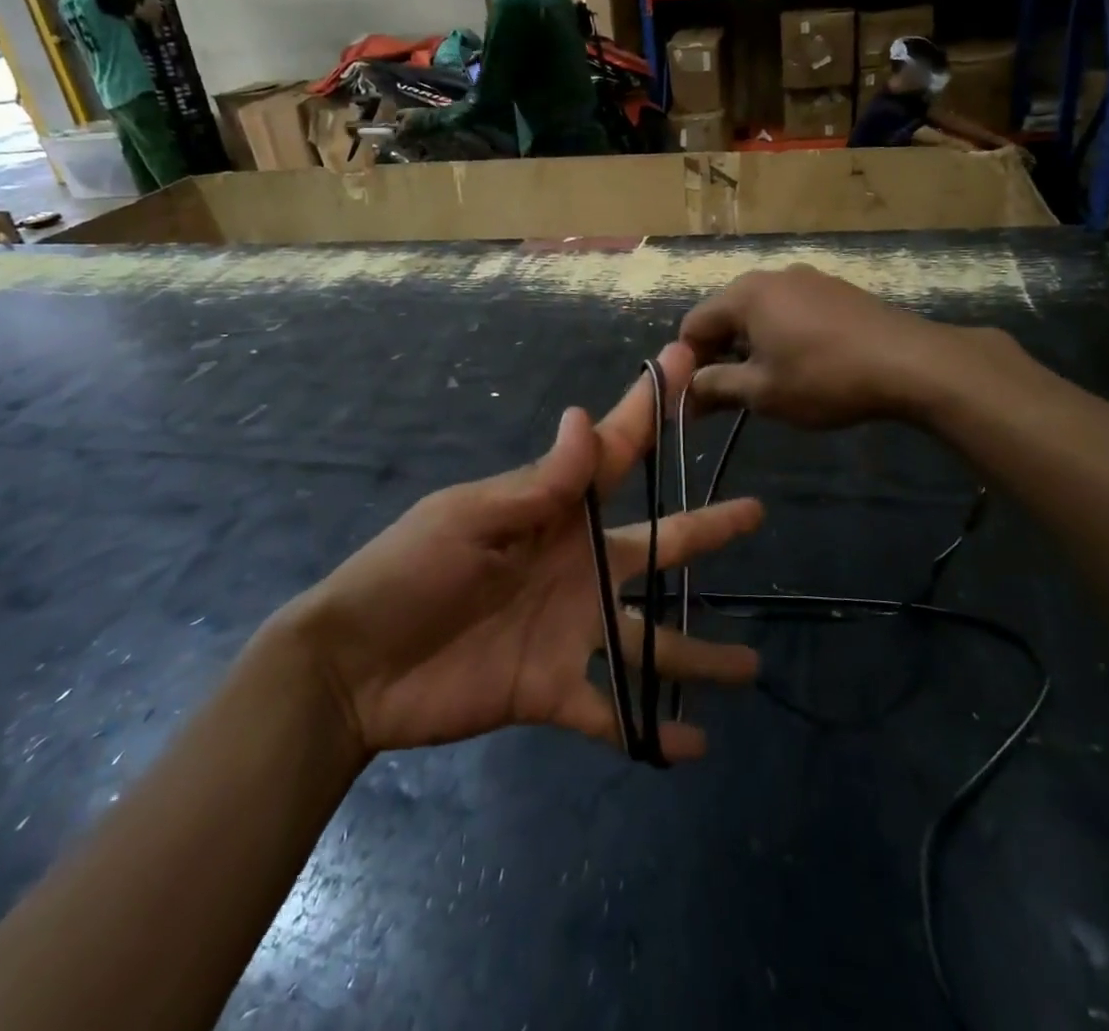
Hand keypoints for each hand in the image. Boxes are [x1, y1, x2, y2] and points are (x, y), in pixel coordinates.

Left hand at [288, 342, 761, 761]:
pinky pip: (611, 712)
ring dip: (697, 656)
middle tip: (755, 512)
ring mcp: (569, 631)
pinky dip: (651, 732)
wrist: (353, 666)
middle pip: (655, 546)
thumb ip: (538, 483)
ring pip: (649, 642)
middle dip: (705, 529)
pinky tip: (695, 746)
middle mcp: (576, 568)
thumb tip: (586, 416)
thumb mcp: (469, 517)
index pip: (614, 455)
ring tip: (750, 670)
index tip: (682, 362)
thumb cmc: (408, 573)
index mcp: (554, 516)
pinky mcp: (552, 690)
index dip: (648, 410)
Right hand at [679, 264, 1013, 428]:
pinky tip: (801, 366)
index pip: (693, 325)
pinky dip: (781, 337)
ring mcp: (808, 279)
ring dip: (750, 348)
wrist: (911, 363)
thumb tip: (686, 392)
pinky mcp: (836, 291)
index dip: (686, 363)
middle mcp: (771, 276)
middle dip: (718, 356)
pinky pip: (791, 311)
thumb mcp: (763, 392)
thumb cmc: (824, 377)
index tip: (695, 399)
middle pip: (726, 316)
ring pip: (760, 314)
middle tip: (726, 397)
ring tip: (765, 384)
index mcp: (745, 295)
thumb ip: (716, 387)